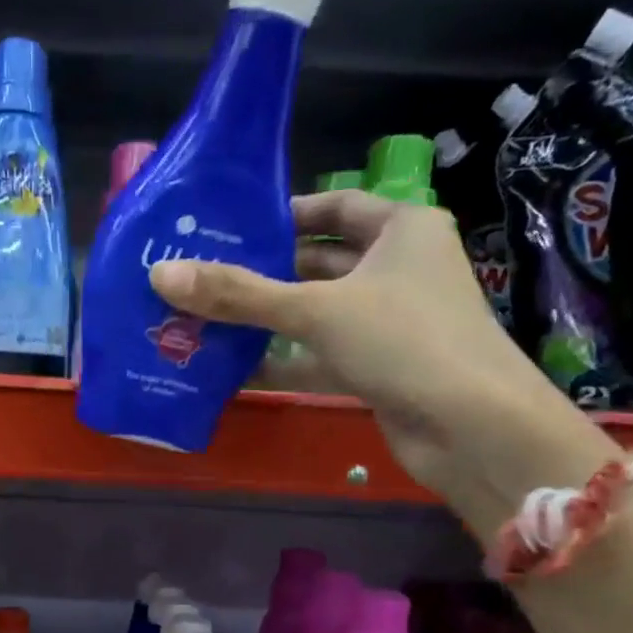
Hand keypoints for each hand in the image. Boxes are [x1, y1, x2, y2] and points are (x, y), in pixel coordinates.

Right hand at [149, 188, 615, 536]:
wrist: (471, 427)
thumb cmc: (402, 341)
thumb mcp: (315, 309)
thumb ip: (239, 295)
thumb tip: (161, 275)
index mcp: (400, 230)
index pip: (334, 206)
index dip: (285, 213)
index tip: (231, 227)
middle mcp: (397, 269)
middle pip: (319, 261)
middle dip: (264, 272)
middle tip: (203, 277)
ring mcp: (388, 322)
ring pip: (316, 312)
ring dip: (267, 320)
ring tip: (205, 319)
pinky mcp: (377, 367)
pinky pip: (320, 354)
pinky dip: (283, 359)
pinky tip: (233, 368)